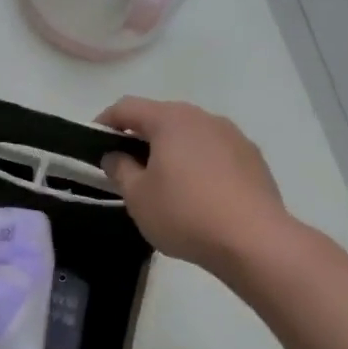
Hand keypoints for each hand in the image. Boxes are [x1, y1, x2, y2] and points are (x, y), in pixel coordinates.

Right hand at [96, 97, 297, 278]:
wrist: (253, 240)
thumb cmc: (184, 213)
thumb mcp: (137, 196)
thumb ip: (120, 169)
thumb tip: (116, 156)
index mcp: (171, 120)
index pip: (127, 107)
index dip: (105, 122)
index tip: (93, 143)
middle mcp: (204, 118)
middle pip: (162, 118)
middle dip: (139, 137)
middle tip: (125, 166)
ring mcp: (233, 136)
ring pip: (190, 135)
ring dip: (171, 150)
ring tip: (162, 182)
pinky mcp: (253, 159)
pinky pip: (214, 152)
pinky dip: (197, 164)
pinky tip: (196, 194)